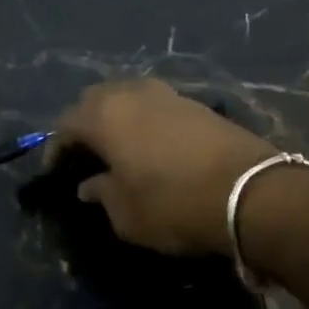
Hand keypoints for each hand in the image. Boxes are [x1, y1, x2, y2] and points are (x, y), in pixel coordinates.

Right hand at [53, 80, 274, 256]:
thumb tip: (90, 185)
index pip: (66, 124)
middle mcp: (131, 94)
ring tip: (117, 146)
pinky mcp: (197, 103)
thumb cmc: (175, 205)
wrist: (252, 192)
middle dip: (84, 123)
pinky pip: (155, 104)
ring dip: (116, 116)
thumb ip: (102, 194)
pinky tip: (150, 144)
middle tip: (84, 153)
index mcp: (104, 116)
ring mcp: (167, 94)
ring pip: (127, 96)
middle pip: (94, 99)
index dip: (56, 148)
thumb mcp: (127, 214)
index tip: (56, 171)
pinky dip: (144, 119)